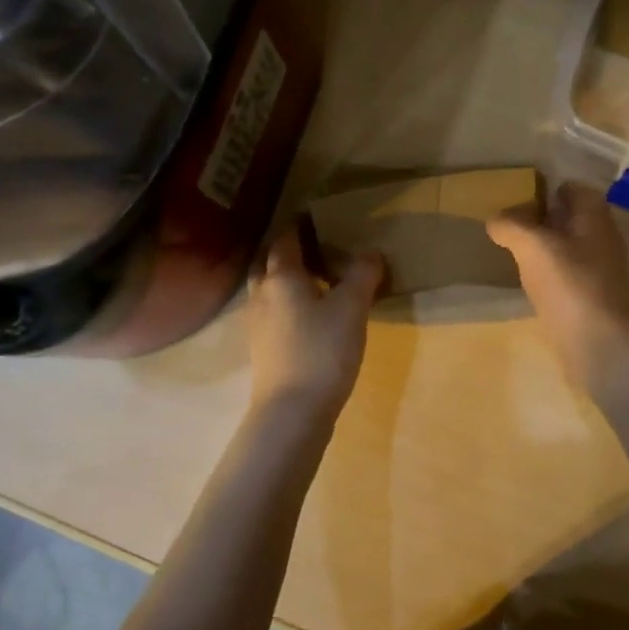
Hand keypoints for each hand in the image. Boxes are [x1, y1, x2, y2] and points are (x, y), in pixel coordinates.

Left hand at [246, 222, 384, 426]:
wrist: (292, 411)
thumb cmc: (322, 350)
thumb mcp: (352, 307)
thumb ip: (362, 275)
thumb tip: (371, 252)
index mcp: (281, 277)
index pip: (285, 240)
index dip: (300, 226)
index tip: (318, 218)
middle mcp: (262, 294)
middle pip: (269, 263)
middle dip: (289, 253)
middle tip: (318, 249)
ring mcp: (258, 324)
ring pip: (269, 289)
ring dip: (288, 280)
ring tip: (319, 281)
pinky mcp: (263, 348)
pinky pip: (273, 312)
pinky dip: (289, 304)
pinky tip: (311, 315)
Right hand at [487, 181, 628, 387]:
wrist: (601, 345)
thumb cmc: (571, 285)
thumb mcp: (533, 246)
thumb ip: (512, 226)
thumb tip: (496, 219)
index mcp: (595, 219)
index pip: (576, 189)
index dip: (550, 188)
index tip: (520, 195)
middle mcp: (602, 240)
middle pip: (572, 219)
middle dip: (544, 219)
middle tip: (510, 224)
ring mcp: (599, 272)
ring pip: (569, 249)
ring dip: (545, 248)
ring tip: (513, 252)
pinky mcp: (591, 300)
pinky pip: (567, 276)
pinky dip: (549, 275)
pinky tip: (528, 284)